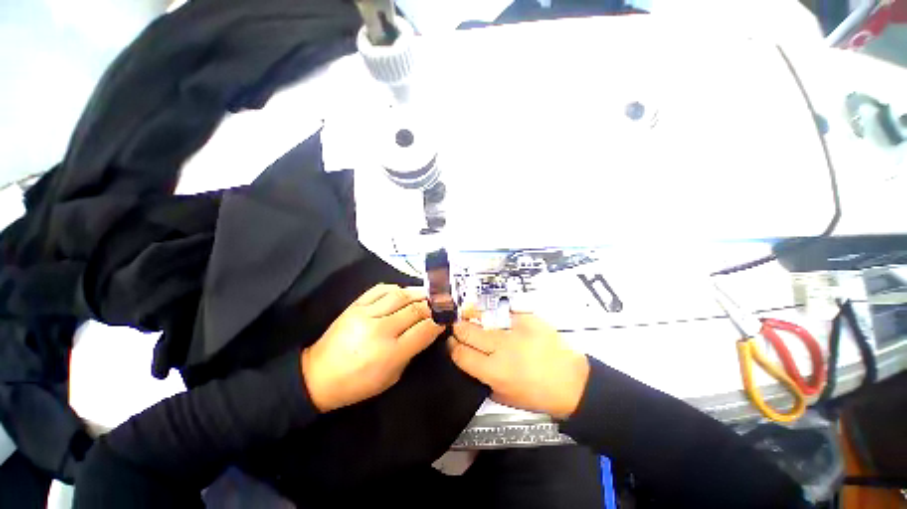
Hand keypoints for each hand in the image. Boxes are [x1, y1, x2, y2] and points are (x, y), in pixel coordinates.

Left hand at [301, 284, 444, 411]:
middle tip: (441, 303)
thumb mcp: (392, 377)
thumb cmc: (358, 383)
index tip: (446, 317)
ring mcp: (366, 314)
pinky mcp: (355, 306)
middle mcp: (380, 329)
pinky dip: (396, 288)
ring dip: (418, 293)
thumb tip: (429, 330)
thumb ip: (413, 351)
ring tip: (428, 294)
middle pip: (415, 309)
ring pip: (400, 295)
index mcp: (390, 353)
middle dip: (432, 305)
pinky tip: (403, 292)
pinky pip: (380, 289)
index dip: (439, 321)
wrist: (318, 376)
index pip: (424, 329)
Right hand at [449, 313, 589, 419]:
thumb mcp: (504, 397)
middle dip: (458, 329)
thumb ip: (483, 379)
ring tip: (474, 319)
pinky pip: (505, 312)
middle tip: (459, 328)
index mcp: (493, 371)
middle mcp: (500, 348)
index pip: (460, 353)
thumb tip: (471, 362)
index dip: (452, 347)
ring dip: (475, 319)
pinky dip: (500, 316)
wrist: (572, 382)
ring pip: (483, 319)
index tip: (452, 343)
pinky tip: (501, 319)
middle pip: (466, 331)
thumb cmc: (538, 395)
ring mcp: (514, 330)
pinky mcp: (527, 318)